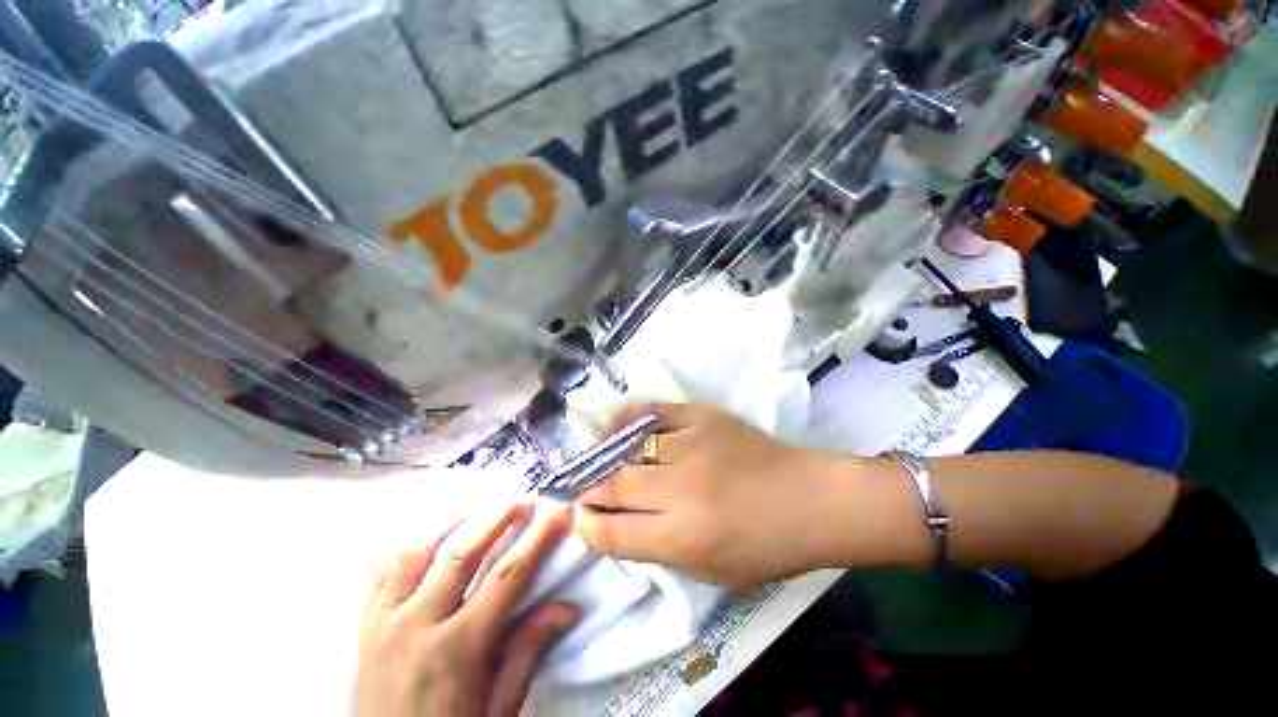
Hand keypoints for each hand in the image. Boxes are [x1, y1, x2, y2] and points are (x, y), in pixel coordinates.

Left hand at [354, 500, 576, 716]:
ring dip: (449, 523)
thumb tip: (569, 607)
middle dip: (497, 517)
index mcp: (457, 649)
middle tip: (522, 498)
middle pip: (462, 554)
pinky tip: (422, 532)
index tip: (558, 513)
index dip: (538, 540)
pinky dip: (401, 545)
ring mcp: (384, 622)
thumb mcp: (498, 706)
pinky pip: (377, 572)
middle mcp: (417, 626)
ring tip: (476, 507)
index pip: (508, 578)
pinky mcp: (363, 625)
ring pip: (415, 553)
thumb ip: (528, 651)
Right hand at [574, 403, 840, 591]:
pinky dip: (626, 421)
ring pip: (628, 448)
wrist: (810, 498)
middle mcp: (681, 489)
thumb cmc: (766, 546)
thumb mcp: (710, 570)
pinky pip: (651, 412)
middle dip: (588, 491)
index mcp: (683, 537)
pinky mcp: (701, 416)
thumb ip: (659, 550)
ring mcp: (691, 444)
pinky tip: (616, 429)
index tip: (579, 518)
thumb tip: (617, 526)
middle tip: (583, 490)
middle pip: (613, 485)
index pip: (613, 533)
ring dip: (605, 458)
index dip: (587, 526)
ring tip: (598, 461)